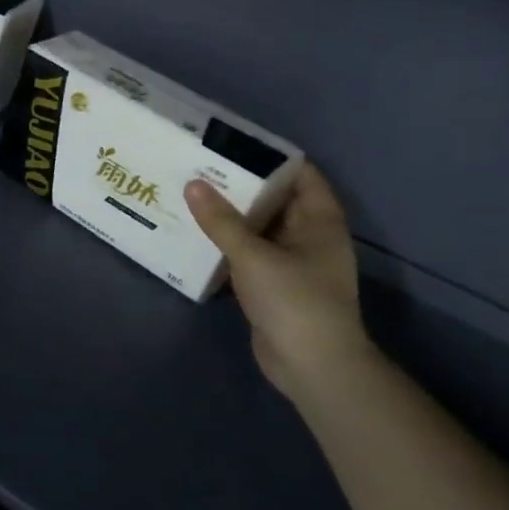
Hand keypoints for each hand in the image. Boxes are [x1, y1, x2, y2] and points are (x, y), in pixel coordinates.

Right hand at [185, 165, 374, 399]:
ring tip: (190, 195)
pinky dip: (226, 245)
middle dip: (239, 185)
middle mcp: (308, 236)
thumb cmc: (294, 300)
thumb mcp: (254, 255)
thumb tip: (192, 184)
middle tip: (199, 167)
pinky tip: (194, 236)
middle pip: (274, 199)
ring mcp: (291, 262)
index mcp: (319, 220)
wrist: (312, 366)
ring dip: (229, 216)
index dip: (268, 156)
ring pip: (257, 228)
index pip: (299, 173)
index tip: (229, 143)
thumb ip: (221, 221)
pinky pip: (247, 254)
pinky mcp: (272, 285)